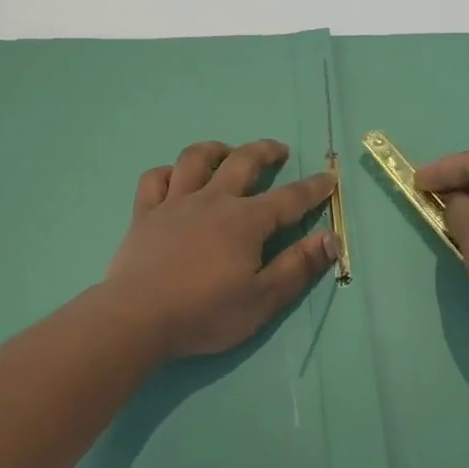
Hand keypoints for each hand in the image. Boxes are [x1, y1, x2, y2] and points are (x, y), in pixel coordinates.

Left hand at [103, 140, 339, 359]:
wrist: (138, 318)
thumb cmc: (205, 313)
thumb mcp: (263, 300)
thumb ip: (298, 267)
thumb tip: (331, 238)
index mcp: (245, 221)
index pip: (288, 199)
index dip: (312, 188)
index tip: (329, 178)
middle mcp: (212, 200)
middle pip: (242, 162)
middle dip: (265, 151)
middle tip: (279, 151)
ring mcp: (174, 203)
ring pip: (195, 159)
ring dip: (216, 150)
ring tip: (227, 152)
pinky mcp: (144, 213)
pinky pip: (154, 179)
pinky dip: (167, 172)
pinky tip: (175, 178)